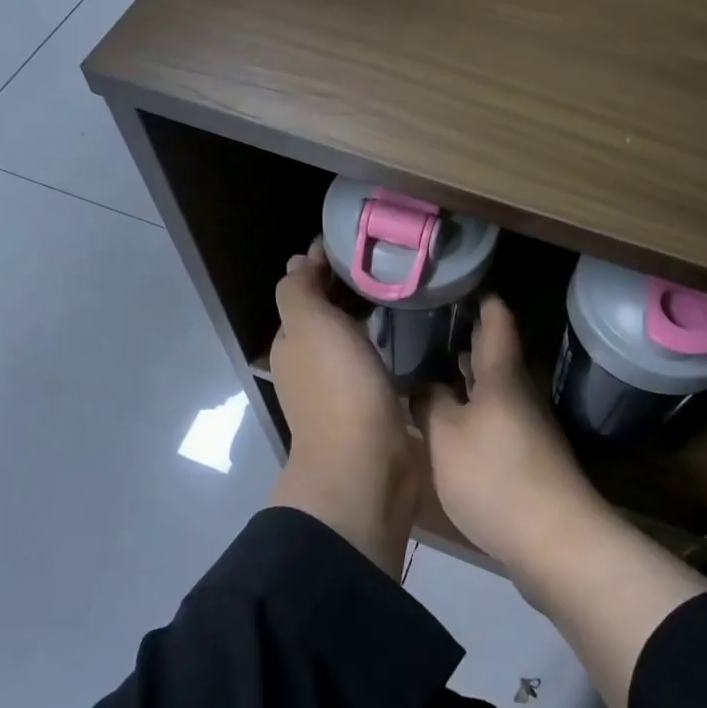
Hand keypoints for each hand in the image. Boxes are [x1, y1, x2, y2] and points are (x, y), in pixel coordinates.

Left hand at [267, 240, 421, 576]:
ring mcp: (342, 387)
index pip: (305, 291)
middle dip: (352, 287)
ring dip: (371, 315)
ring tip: (407, 290)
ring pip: (354, 338)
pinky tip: (413, 333)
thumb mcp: (308, 326)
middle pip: (330, 314)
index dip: (325, 264)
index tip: (361, 242)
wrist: (367, 465)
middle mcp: (312, 363)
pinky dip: (387, 343)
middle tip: (393, 262)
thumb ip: (299, 291)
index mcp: (293, 342)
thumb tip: (299, 262)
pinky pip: (376, 362)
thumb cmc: (337, 388)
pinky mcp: (372, 405)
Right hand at [420, 296, 706, 707]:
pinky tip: (448, 421)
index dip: (479, 297)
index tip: (455, 281)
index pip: (496, 319)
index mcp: (502, 375)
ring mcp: (527, 426)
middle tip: (425, 324)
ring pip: (493, 388)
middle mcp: (519, 392)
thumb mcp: (447, 437)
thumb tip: (423, 382)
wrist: (555, 542)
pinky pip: (494, 418)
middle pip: (494, 353)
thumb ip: (430, 403)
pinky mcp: (526, 458)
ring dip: (466, 376)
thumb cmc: (496, 476)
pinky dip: (471, 409)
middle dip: (464, 337)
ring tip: (428, 367)